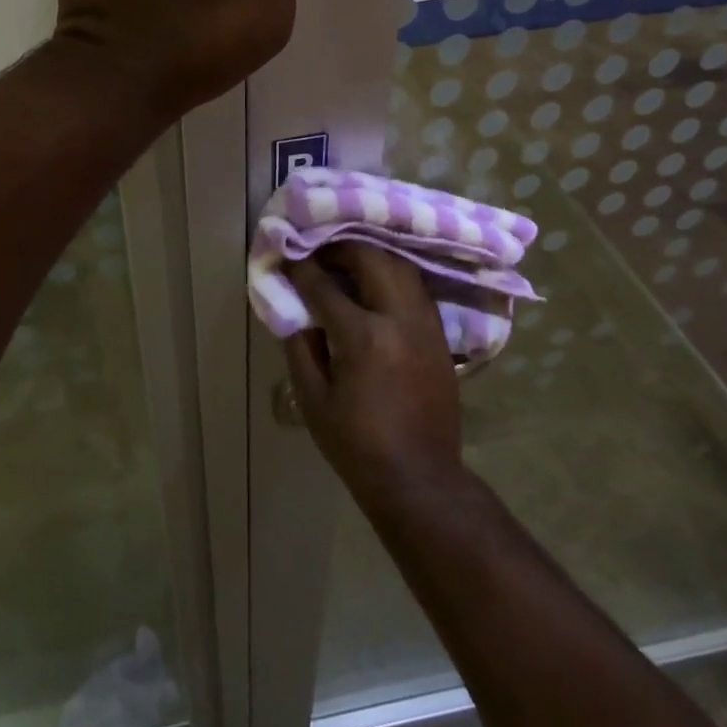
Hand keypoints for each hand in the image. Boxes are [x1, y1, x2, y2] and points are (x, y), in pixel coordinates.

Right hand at [283, 244, 465, 505]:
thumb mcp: (312, 399)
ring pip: (401, 266)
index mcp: (363, 337)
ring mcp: (426, 324)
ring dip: (371, 256)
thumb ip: (300, 346)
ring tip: (346, 262)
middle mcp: (399, 319)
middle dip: (341, 248)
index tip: (286, 257)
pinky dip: (392, 275)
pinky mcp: (439, 335)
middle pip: (372, 259)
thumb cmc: (356, 444)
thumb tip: (294, 308)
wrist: (419, 478)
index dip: (301, 268)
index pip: (325, 286)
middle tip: (318, 252)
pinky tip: (375, 284)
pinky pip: (415, 288)